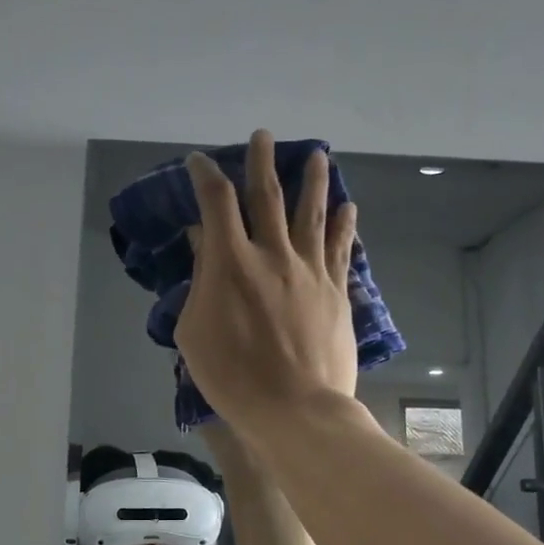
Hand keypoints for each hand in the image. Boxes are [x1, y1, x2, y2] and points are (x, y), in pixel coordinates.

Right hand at [176, 129, 359, 435]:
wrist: (295, 409)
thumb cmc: (232, 377)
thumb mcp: (194, 332)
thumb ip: (200, 280)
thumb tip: (204, 242)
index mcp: (231, 262)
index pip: (217, 202)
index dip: (206, 176)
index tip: (200, 161)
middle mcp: (273, 253)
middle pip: (268, 194)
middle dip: (262, 160)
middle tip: (264, 135)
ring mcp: (310, 270)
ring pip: (312, 213)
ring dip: (313, 180)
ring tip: (318, 154)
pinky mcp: (336, 290)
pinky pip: (341, 248)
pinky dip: (344, 224)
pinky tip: (349, 207)